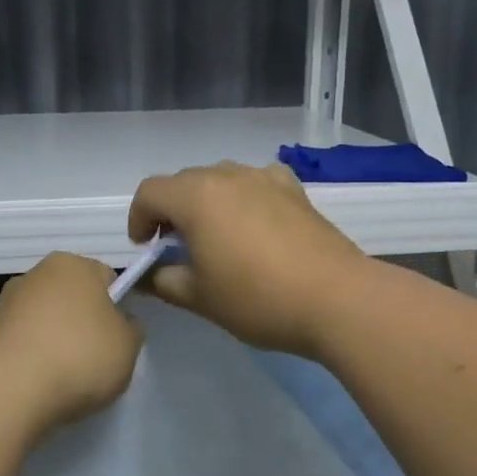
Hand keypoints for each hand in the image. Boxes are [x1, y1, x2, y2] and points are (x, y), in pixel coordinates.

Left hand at [0, 252, 142, 433]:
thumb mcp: (128, 345)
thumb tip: (119, 323)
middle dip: (82, 322)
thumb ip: (130, 328)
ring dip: (52, 340)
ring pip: (41, 320)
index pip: (105, 278)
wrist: (8, 392)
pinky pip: (19, 344)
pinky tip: (36, 385)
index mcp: (72, 265)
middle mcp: (34, 274)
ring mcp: (3, 304)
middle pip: (70, 297)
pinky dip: (29, 359)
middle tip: (94, 358)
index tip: (118, 337)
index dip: (117, 306)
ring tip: (63, 378)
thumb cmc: (79, 357)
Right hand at [127, 162, 369, 358]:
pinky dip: (244, 197)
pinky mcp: (294, 190)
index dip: (139, 219)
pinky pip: (256, 182)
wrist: (337, 299)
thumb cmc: (258, 299)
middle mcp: (228, 176)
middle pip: (184, 182)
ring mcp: (265, 178)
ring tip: (216, 238)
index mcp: (196, 197)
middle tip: (177, 248)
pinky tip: (254, 225)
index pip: (150, 192)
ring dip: (207, 202)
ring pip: (220, 179)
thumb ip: (164, 281)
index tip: (146, 249)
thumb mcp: (200, 298)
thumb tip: (149, 275)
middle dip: (171, 211)